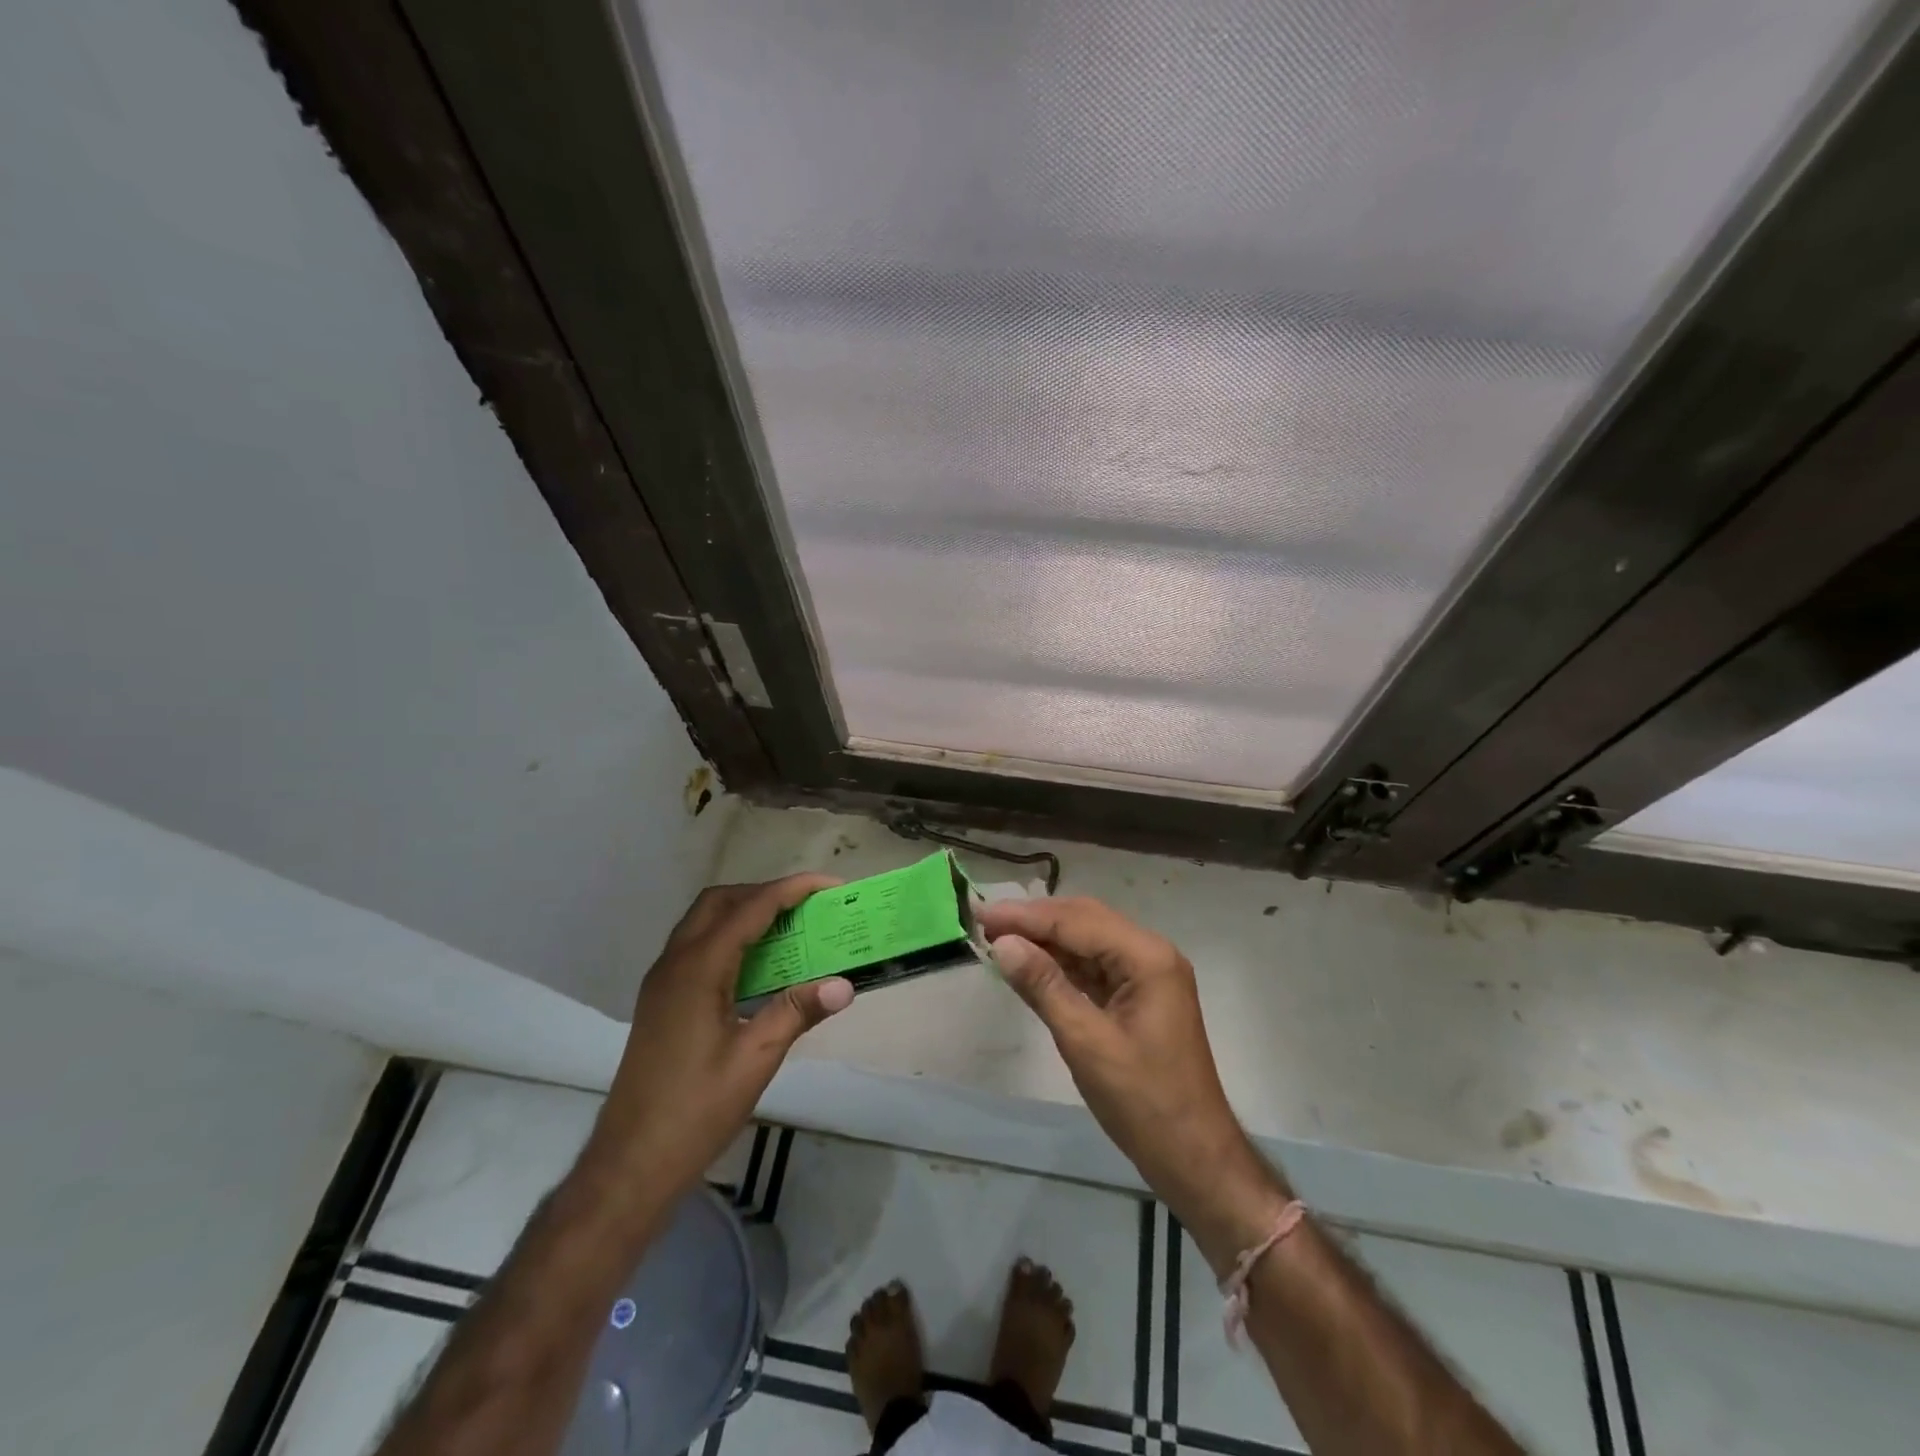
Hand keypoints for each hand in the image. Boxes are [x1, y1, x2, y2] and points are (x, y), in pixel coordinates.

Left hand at [585, 875, 854, 1198]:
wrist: (631, 1161)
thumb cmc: (696, 1109)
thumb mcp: (756, 1059)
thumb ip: (798, 1011)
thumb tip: (845, 984)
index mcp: (699, 968)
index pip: (751, 908)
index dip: (792, 890)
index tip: (830, 885)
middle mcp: (675, 962)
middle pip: (720, 901)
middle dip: (765, 892)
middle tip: (806, 906)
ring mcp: (662, 981)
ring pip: (704, 921)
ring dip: (744, 912)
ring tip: (787, 928)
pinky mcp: (660, 999)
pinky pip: (696, 945)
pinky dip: (729, 936)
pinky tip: (755, 966)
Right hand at [977, 897, 1288, 1265]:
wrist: (1193, 1157)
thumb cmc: (1143, 1101)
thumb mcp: (1086, 1042)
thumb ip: (1043, 986)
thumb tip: (1002, 944)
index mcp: (1147, 957)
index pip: (1077, 921)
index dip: (1026, 917)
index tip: (981, 913)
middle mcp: (1150, 954)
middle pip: (1084, 920)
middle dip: (1034, 920)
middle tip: (985, 922)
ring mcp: (1146, 975)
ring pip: (1087, 941)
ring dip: (1045, 939)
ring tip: (999, 938)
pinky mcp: (1138, 996)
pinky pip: (1094, 966)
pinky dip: (1060, 963)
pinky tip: (1031, 964)